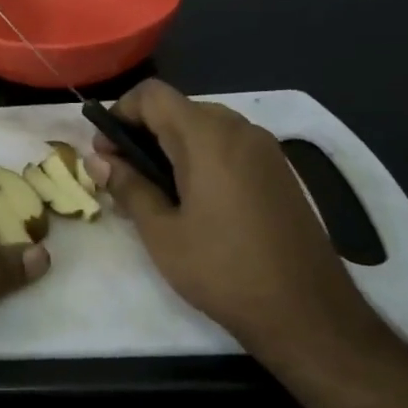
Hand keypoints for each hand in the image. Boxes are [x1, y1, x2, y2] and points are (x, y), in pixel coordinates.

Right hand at [87, 79, 390, 369]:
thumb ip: (128, 187)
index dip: (120, 113)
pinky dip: (200, 157)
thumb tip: (98, 161)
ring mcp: (265, 149)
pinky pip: (228, 145)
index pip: (152, 94)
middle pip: (178, 107)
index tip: (105, 152)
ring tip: (154, 190)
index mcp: (207, 137)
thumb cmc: (223, 270)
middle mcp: (240, 130)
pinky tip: (192, 200)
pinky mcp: (279, 171)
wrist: (308, 313)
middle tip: (122, 174)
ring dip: (171, 145)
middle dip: (143, 131)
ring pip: (203, 126)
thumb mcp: (162, 233)